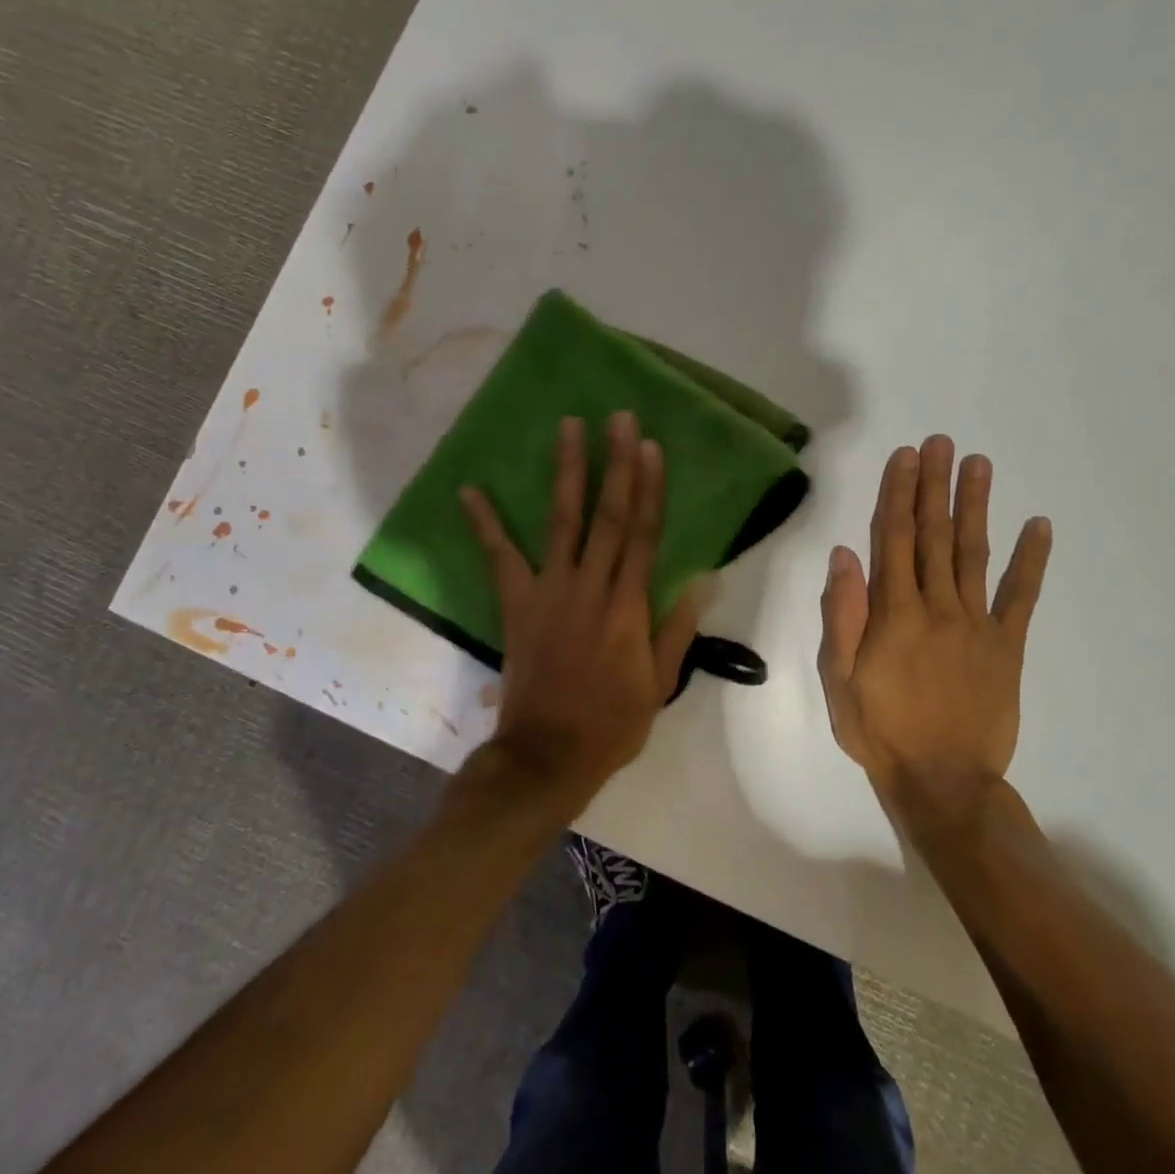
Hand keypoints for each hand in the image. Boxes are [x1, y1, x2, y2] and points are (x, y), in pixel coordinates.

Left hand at [459, 412, 701, 814]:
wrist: (547, 754)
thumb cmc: (612, 722)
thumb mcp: (660, 683)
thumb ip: (678, 628)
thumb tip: (705, 579)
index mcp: (628, 606)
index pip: (643, 534)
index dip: (649, 488)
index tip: (652, 447)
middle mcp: (589, 587)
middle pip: (607, 515)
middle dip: (616, 463)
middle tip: (619, 418)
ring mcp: (548, 591)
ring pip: (562, 522)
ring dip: (567, 472)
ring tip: (569, 427)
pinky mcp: (517, 604)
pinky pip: (500, 558)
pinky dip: (485, 523)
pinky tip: (469, 490)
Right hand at [818, 436, 1051, 832]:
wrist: (944, 781)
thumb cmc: (880, 730)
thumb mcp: (839, 679)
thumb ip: (843, 616)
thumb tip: (845, 556)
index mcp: (894, 614)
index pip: (893, 540)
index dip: (898, 494)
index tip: (905, 457)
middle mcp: (937, 607)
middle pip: (933, 535)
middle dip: (935, 486)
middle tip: (941, 442)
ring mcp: (977, 624)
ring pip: (973, 553)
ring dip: (975, 506)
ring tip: (979, 465)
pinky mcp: (1007, 646)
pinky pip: (1021, 597)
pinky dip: (1032, 561)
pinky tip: (1040, 526)